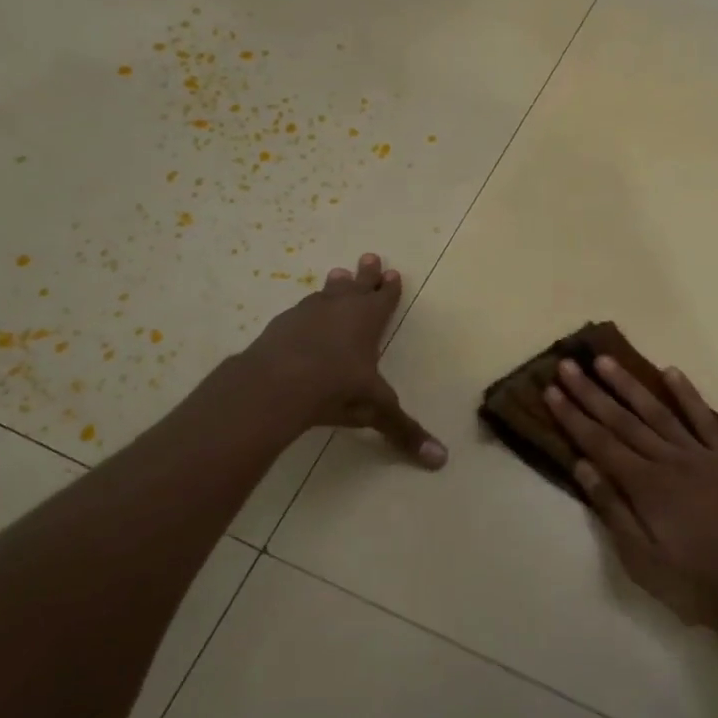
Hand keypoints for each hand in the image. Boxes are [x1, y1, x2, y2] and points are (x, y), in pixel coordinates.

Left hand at [242, 253, 445, 467]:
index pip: (384, 299)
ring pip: (326, 293)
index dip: (390, 288)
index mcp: (368, 321)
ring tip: (337, 274)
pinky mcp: (281, 325)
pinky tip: (303, 313)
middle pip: (356, 285)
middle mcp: (340, 309)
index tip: (393, 272)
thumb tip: (441, 461)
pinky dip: (307, 309)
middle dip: (365, 274)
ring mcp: (307, 313)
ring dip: (335, 285)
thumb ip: (404, 432)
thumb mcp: (375, 410)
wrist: (276, 383)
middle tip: (369, 256)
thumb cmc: (335, 388)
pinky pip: (300, 310)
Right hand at [545, 357, 717, 636]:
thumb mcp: (642, 560)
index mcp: (644, 486)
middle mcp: (668, 460)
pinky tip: (670, 372)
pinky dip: (687, 394)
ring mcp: (701, 455)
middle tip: (567, 364)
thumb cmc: (696, 584)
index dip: (572, 416)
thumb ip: (613, 510)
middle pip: (622, 421)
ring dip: (629, 385)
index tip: (551, 390)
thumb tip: (583, 467)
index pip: (598, 443)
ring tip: (605, 361)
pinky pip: (704, 418)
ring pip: (658, 411)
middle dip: (591, 392)